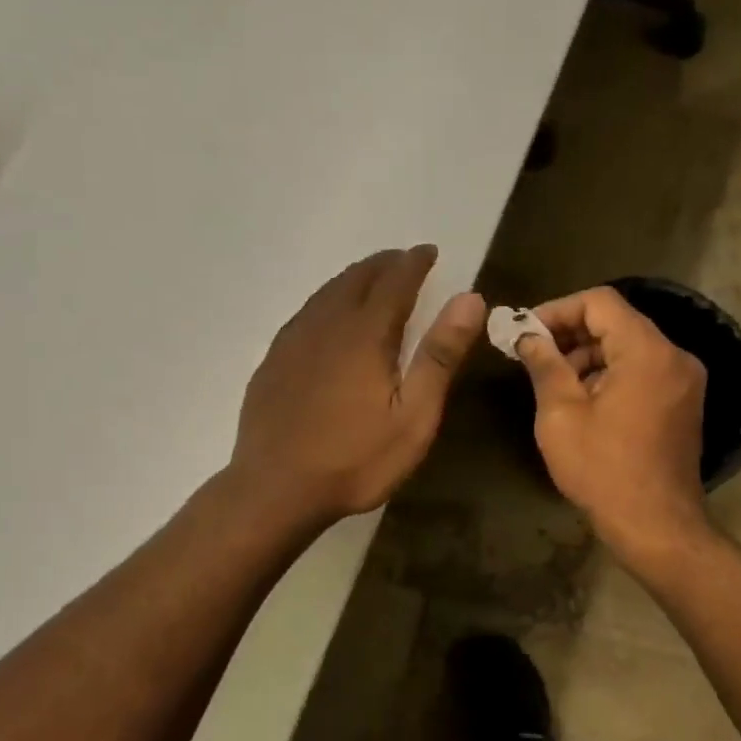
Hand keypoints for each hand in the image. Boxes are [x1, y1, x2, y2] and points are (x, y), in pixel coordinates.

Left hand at [231, 246, 485, 529]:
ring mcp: (292, 343)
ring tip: (369, 279)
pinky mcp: (272, 363)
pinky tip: (326, 318)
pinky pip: (304, 315)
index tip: (429, 251)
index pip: (394, 282)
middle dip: (383, 265)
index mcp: (364, 334)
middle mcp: (325, 325)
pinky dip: (325, 303)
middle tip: (402, 261)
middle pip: (356, 279)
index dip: (414, 263)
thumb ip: (439, 356)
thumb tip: (469, 298)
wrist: (275, 489)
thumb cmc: (355, 459)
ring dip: (352, 279)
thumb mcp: (413, 417)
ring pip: (325, 294)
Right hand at [515, 286, 709, 564]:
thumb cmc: (603, 470)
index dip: (558, 310)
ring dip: (589, 357)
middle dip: (571, 334)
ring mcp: (684, 381)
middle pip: (617, 323)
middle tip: (532, 357)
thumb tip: (528, 336)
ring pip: (629, 348)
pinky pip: (643, 372)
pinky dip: (611, 375)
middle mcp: (675, 356)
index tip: (526, 332)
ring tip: (553, 384)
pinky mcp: (683, 404)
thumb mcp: (561, 415)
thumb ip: (544, 365)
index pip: (600, 302)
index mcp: (647, 352)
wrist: (656, 525)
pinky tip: (582, 403)